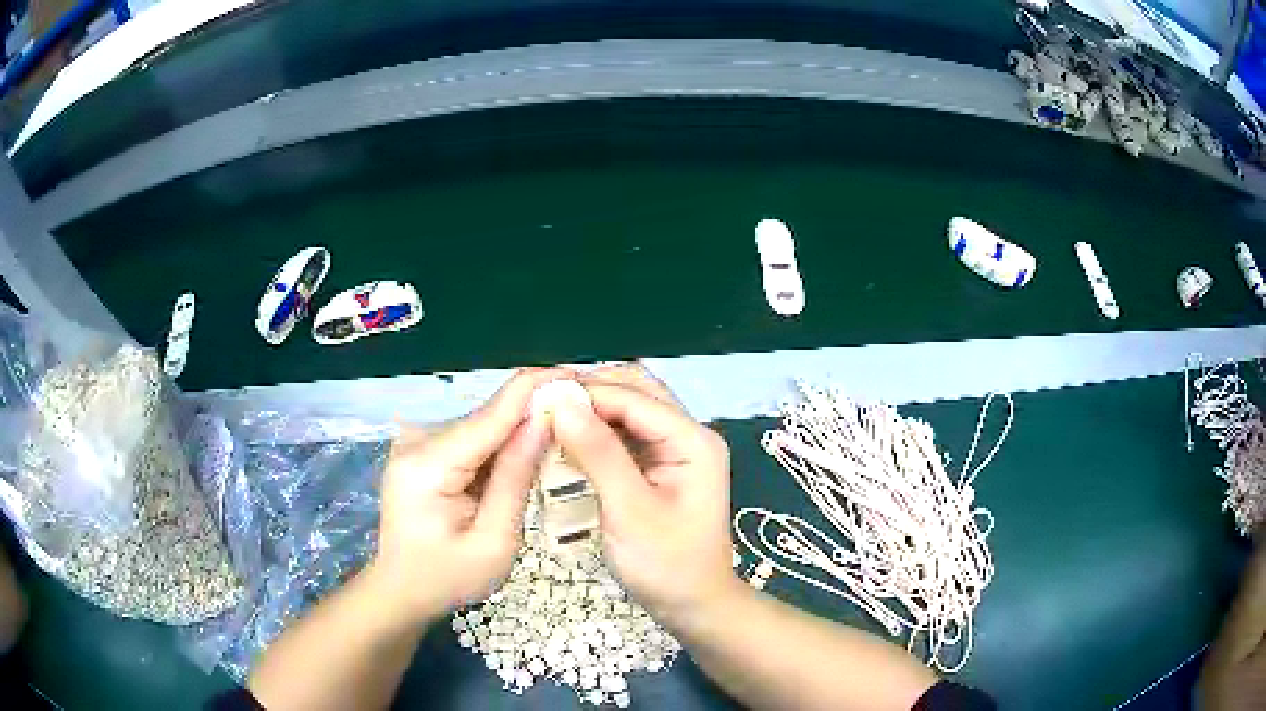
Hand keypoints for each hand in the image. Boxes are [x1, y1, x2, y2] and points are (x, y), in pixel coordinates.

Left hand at [369, 368, 568, 625]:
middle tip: (584, 415)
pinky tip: (527, 453)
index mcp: (427, 464)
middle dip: (534, 412)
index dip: (534, 389)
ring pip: (482, 427)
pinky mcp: (422, 450)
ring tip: (562, 434)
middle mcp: (416, 441)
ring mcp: (416, 442)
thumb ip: (516, 479)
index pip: (490, 415)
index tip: (578, 373)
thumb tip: (544, 420)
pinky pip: (472, 439)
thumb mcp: (494, 541)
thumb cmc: (447, 578)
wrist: (401, 590)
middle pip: (487, 418)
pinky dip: (501, 445)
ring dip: (520, 429)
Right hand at [550, 364, 742, 625]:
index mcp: (692, 440)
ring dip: (590, 409)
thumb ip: (598, 454)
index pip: (633, 397)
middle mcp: (687, 434)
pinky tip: (566, 438)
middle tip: (540, 403)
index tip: (536, 399)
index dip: (585, 392)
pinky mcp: (660, 465)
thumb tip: (562, 403)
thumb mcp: (629, 512)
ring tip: (547, 417)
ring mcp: (675, 449)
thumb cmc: (666, 565)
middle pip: (635, 391)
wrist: (693, 605)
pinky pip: (625, 433)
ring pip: (628, 409)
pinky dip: (596, 431)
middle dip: (588, 392)